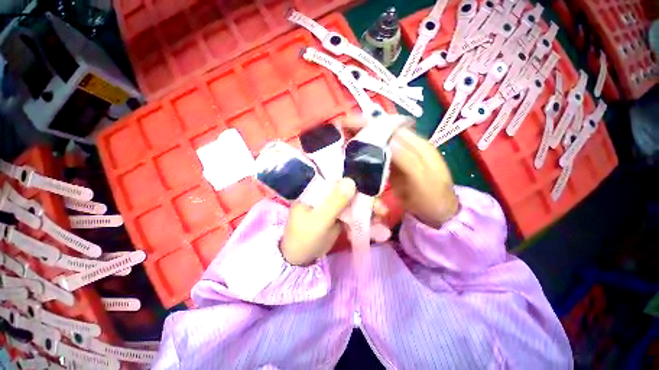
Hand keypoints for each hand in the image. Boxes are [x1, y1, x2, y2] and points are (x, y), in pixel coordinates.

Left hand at [281, 178, 389, 265]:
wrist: (298, 259)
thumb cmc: (304, 238)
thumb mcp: (319, 221)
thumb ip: (335, 202)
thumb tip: (351, 181)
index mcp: (314, 190)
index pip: (337, 178)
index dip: (356, 180)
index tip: (373, 187)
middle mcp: (323, 195)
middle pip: (348, 191)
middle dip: (366, 199)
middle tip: (382, 209)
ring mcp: (331, 207)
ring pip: (353, 203)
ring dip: (368, 209)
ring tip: (382, 218)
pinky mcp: (336, 218)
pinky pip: (352, 215)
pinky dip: (363, 219)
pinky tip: (376, 225)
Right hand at [341, 116, 458, 228]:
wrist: (440, 215)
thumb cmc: (434, 198)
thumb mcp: (424, 180)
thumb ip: (408, 159)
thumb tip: (389, 140)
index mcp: (419, 145)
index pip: (392, 127)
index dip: (371, 122)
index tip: (349, 121)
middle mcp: (410, 147)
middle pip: (383, 132)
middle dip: (363, 128)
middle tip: (340, 128)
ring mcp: (402, 158)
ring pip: (380, 143)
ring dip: (363, 140)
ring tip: (342, 139)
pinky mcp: (396, 169)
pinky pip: (380, 158)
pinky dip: (367, 155)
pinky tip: (354, 156)